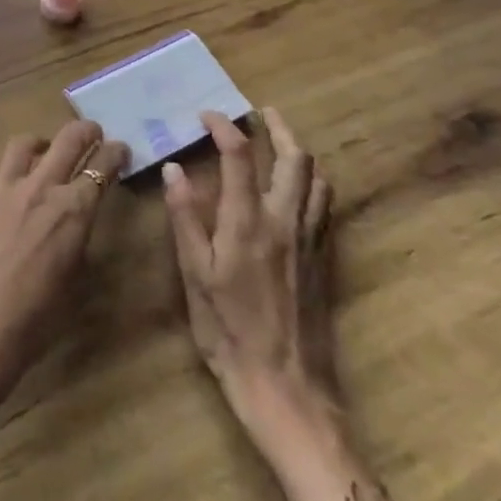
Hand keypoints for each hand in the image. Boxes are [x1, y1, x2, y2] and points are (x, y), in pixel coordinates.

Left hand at [0, 120, 129, 415]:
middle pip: (67, 139)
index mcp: (73, 212)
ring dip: (39, 143)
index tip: (120, 150)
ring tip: (42, 151)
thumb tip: (76, 223)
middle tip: (92, 133)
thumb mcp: (73, 285)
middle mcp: (39, 189)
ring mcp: (0, 189)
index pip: (102, 166)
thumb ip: (77, 242)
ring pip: (22, 144)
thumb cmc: (31, 325)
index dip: (115, 153)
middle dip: (85, 130)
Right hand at [163, 108, 340, 443]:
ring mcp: (311, 239)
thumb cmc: (228, 332)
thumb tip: (175, 169)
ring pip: (317, 178)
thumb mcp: (194, 276)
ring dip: (300, 151)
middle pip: (294, 157)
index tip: (208, 116)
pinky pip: (326, 205)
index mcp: (247, 222)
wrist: (286, 386)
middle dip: (277, 128)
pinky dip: (314, 181)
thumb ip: (185, 218)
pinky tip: (300, 188)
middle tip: (259, 114)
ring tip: (281, 142)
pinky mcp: (325, 258)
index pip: (239, 155)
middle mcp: (285, 220)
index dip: (224, 127)